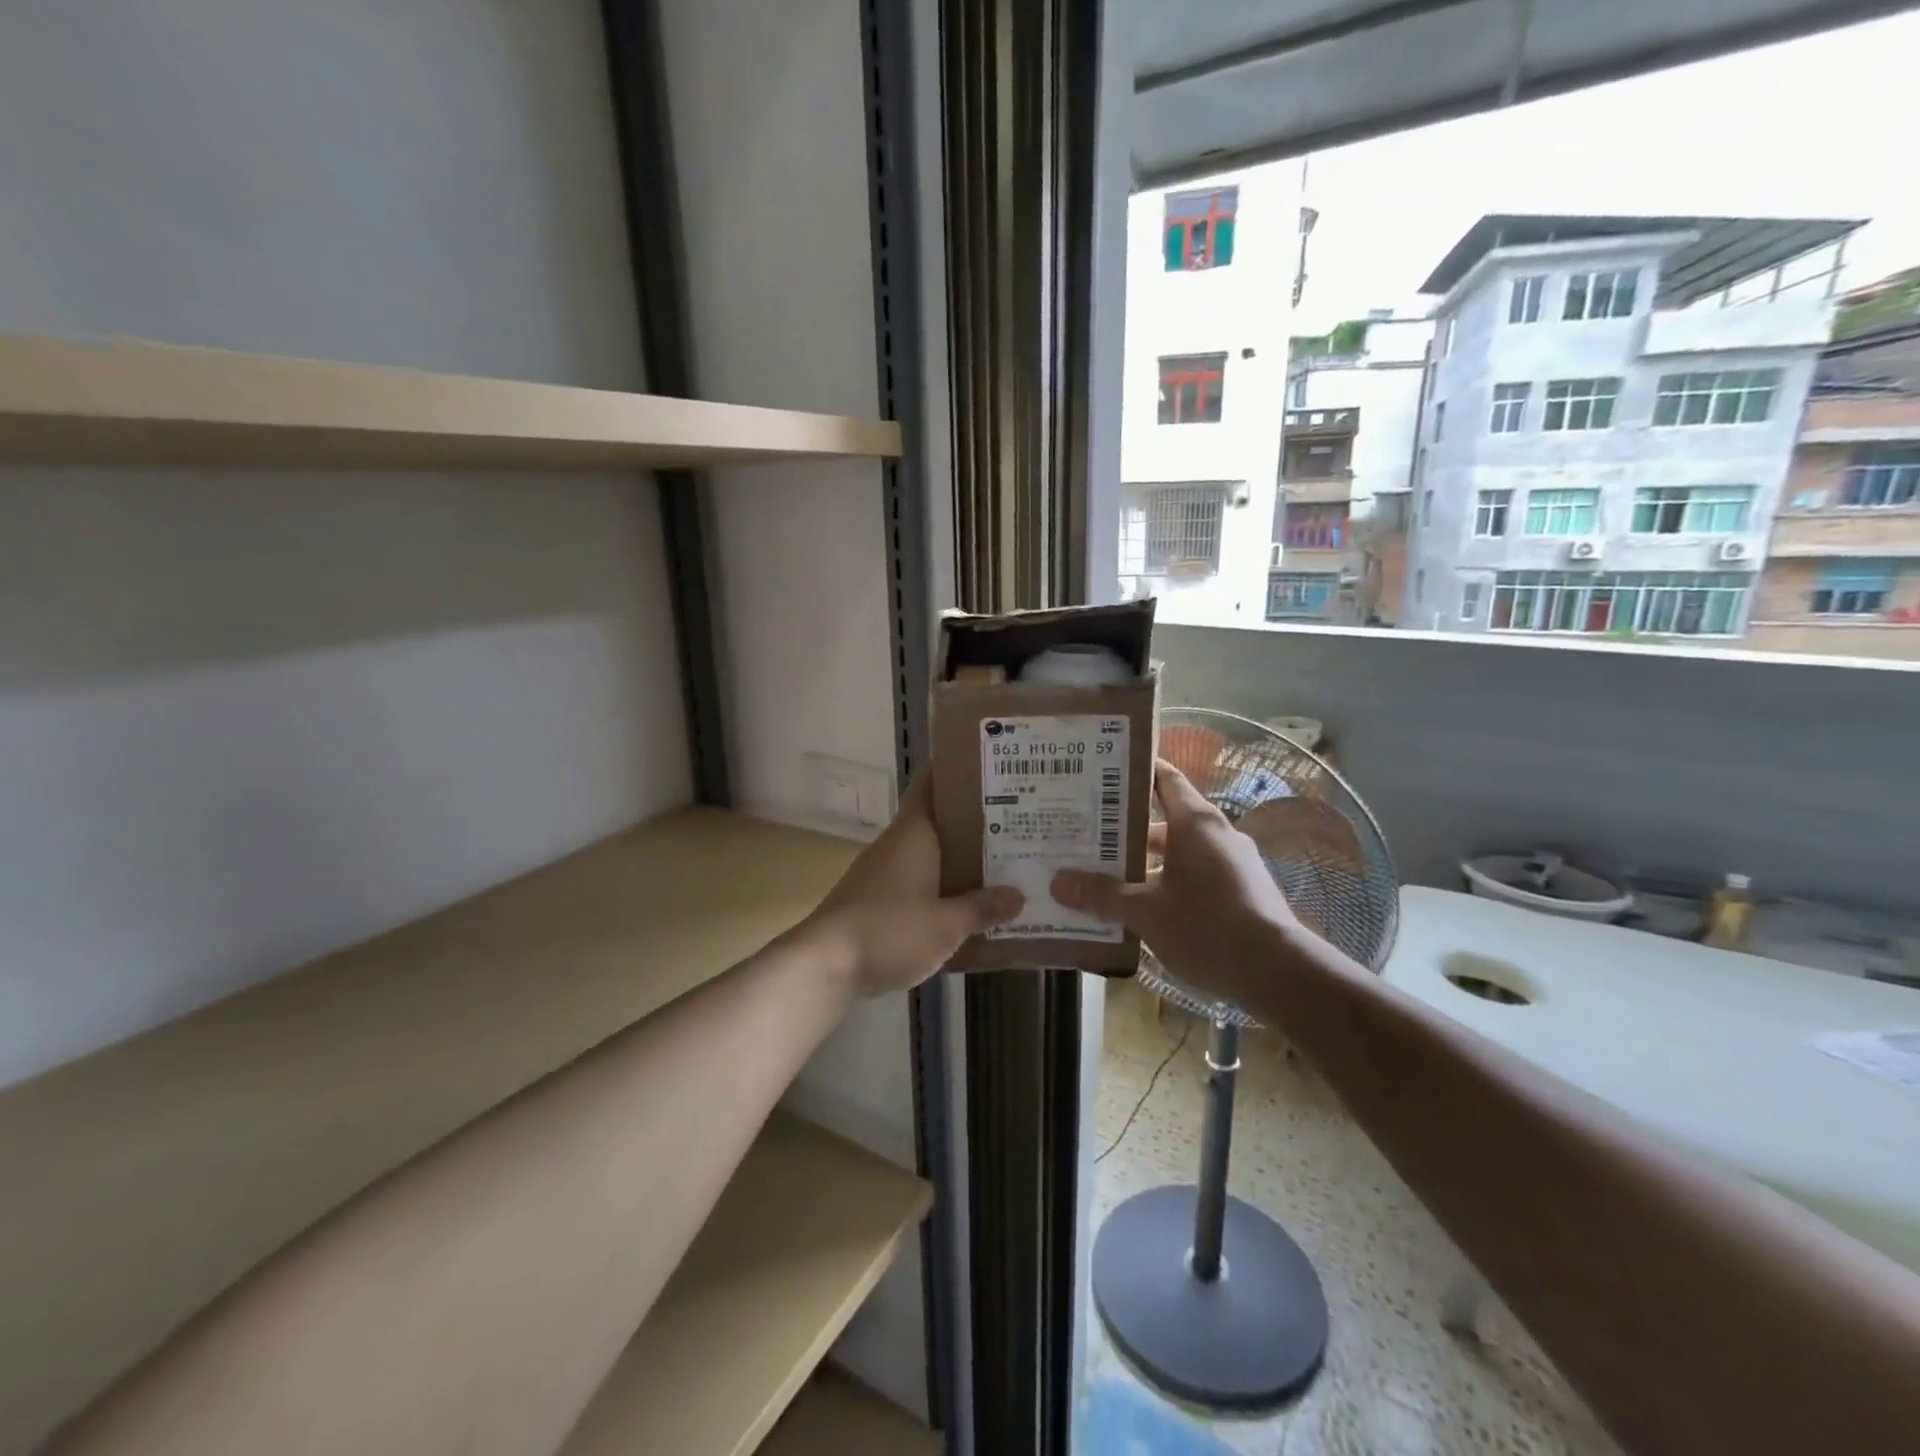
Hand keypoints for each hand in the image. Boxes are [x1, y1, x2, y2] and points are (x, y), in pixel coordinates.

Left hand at [798, 775, 1022, 996]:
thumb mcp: (946, 924)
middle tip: (1016, 821)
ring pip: (927, 855)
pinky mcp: (873, 901)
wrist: (824, 965)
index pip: (931, 785)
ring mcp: (881, 873)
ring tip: (1000, 864)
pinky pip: (915, 883)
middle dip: (971, 822)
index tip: (988, 767)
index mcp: (913, 833)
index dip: (956, 771)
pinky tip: (964, 906)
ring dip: (957, 858)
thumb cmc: (889, 929)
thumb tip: (1018, 895)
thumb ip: (981, 907)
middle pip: (936, 821)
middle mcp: (896, 844)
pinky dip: (939, 887)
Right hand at [1051, 759, 1313, 1006]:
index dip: (1135, 771)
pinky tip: (1142, 907)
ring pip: (1180, 852)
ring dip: (1146, 861)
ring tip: (1106, 873)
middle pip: (1166, 818)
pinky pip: (1196, 875)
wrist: (1279, 972)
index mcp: (1195, 822)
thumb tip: (1058, 883)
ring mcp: (1233, 863)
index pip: (1164, 778)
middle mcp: (1216, 834)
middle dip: (1127, 827)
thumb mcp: (1146, 912)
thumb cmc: (1207, 925)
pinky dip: (1169, 883)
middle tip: (1087, 832)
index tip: (1101, 772)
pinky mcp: (1241, 892)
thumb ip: (1102, 895)